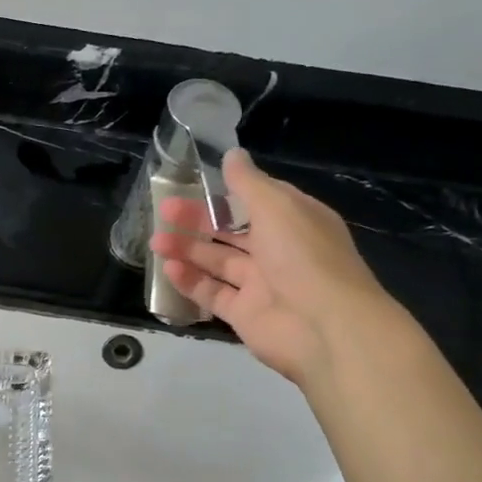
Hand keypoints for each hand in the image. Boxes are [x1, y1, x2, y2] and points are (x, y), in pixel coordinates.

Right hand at [150, 148, 397, 386]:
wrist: (325, 327)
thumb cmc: (303, 256)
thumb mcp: (277, 206)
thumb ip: (248, 182)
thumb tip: (232, 154)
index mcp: (295, 220)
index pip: (257, 200)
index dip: (227, 191)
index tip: (195, 183)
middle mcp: (279, 250)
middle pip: (232, 230)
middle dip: (198, 220)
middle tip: (165, 211)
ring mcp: (261, 284)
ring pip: (218, 262)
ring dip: (188, 250)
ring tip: (156, 242)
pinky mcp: (245, 313)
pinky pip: (213, 293)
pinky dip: (191, 281)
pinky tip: (169, 269)